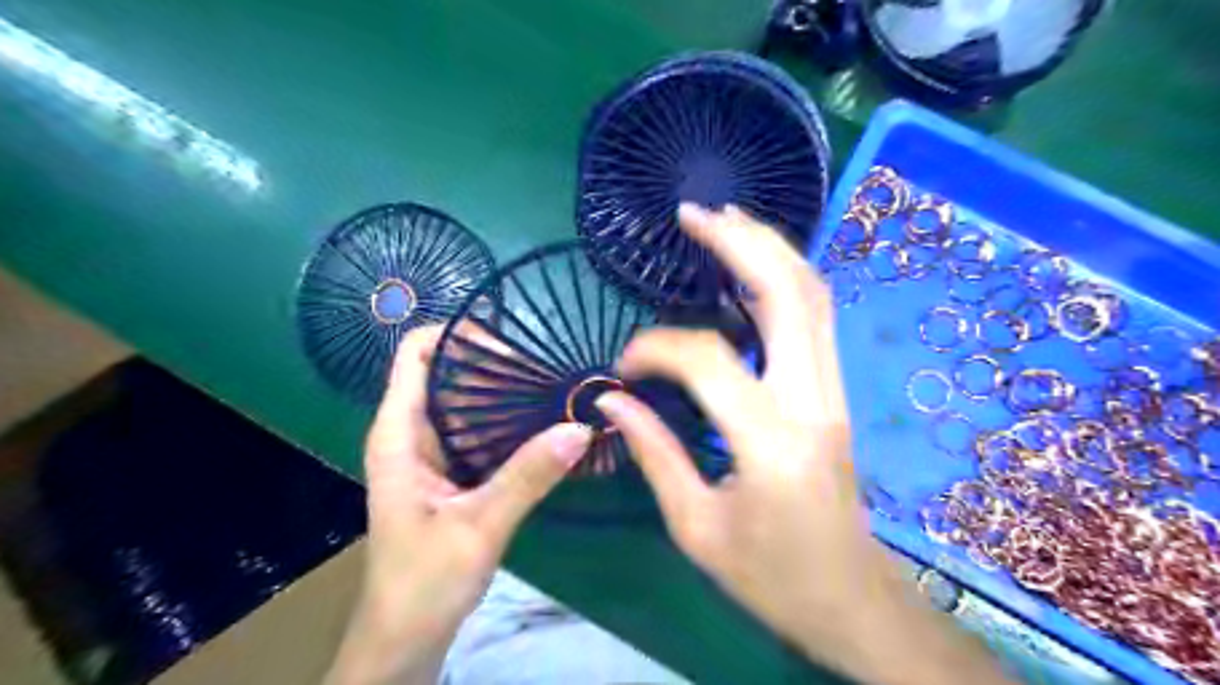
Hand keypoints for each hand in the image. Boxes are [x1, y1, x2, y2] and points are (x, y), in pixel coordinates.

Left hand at [323, 327, 590, 684]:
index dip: (456, 336)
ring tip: (552, 385)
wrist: (405, 637)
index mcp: (398, 434)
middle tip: (546, 366)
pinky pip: (479, 429)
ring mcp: (432, 452)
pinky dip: (508, 420)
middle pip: (446, 371)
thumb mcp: (479, 527)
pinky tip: (543, 423)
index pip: (415, 354)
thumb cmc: (423, 583)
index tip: (510, 343)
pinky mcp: (451, 471)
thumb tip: (579, 428)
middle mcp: (412, 433)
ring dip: (504, 391)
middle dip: (492, 361)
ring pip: (465, 400)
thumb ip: (528, 477)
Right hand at [594, 204, 1009, 683]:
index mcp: (770, 441)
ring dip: (768, 248)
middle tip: (693, 214)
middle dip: (739, 241)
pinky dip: (782, 278)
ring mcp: (832, 391)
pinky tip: (750, 265)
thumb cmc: (770, 576)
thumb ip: (654, 452)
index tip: (624, 367)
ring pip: (812, 295)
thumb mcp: (696, 527)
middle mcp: (811, 400)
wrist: (850, 598)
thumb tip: (613, 399)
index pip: (708, 360)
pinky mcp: (833, 391)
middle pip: (788, 293)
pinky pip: (814, 317)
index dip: (656, 349)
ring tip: (722, 221)